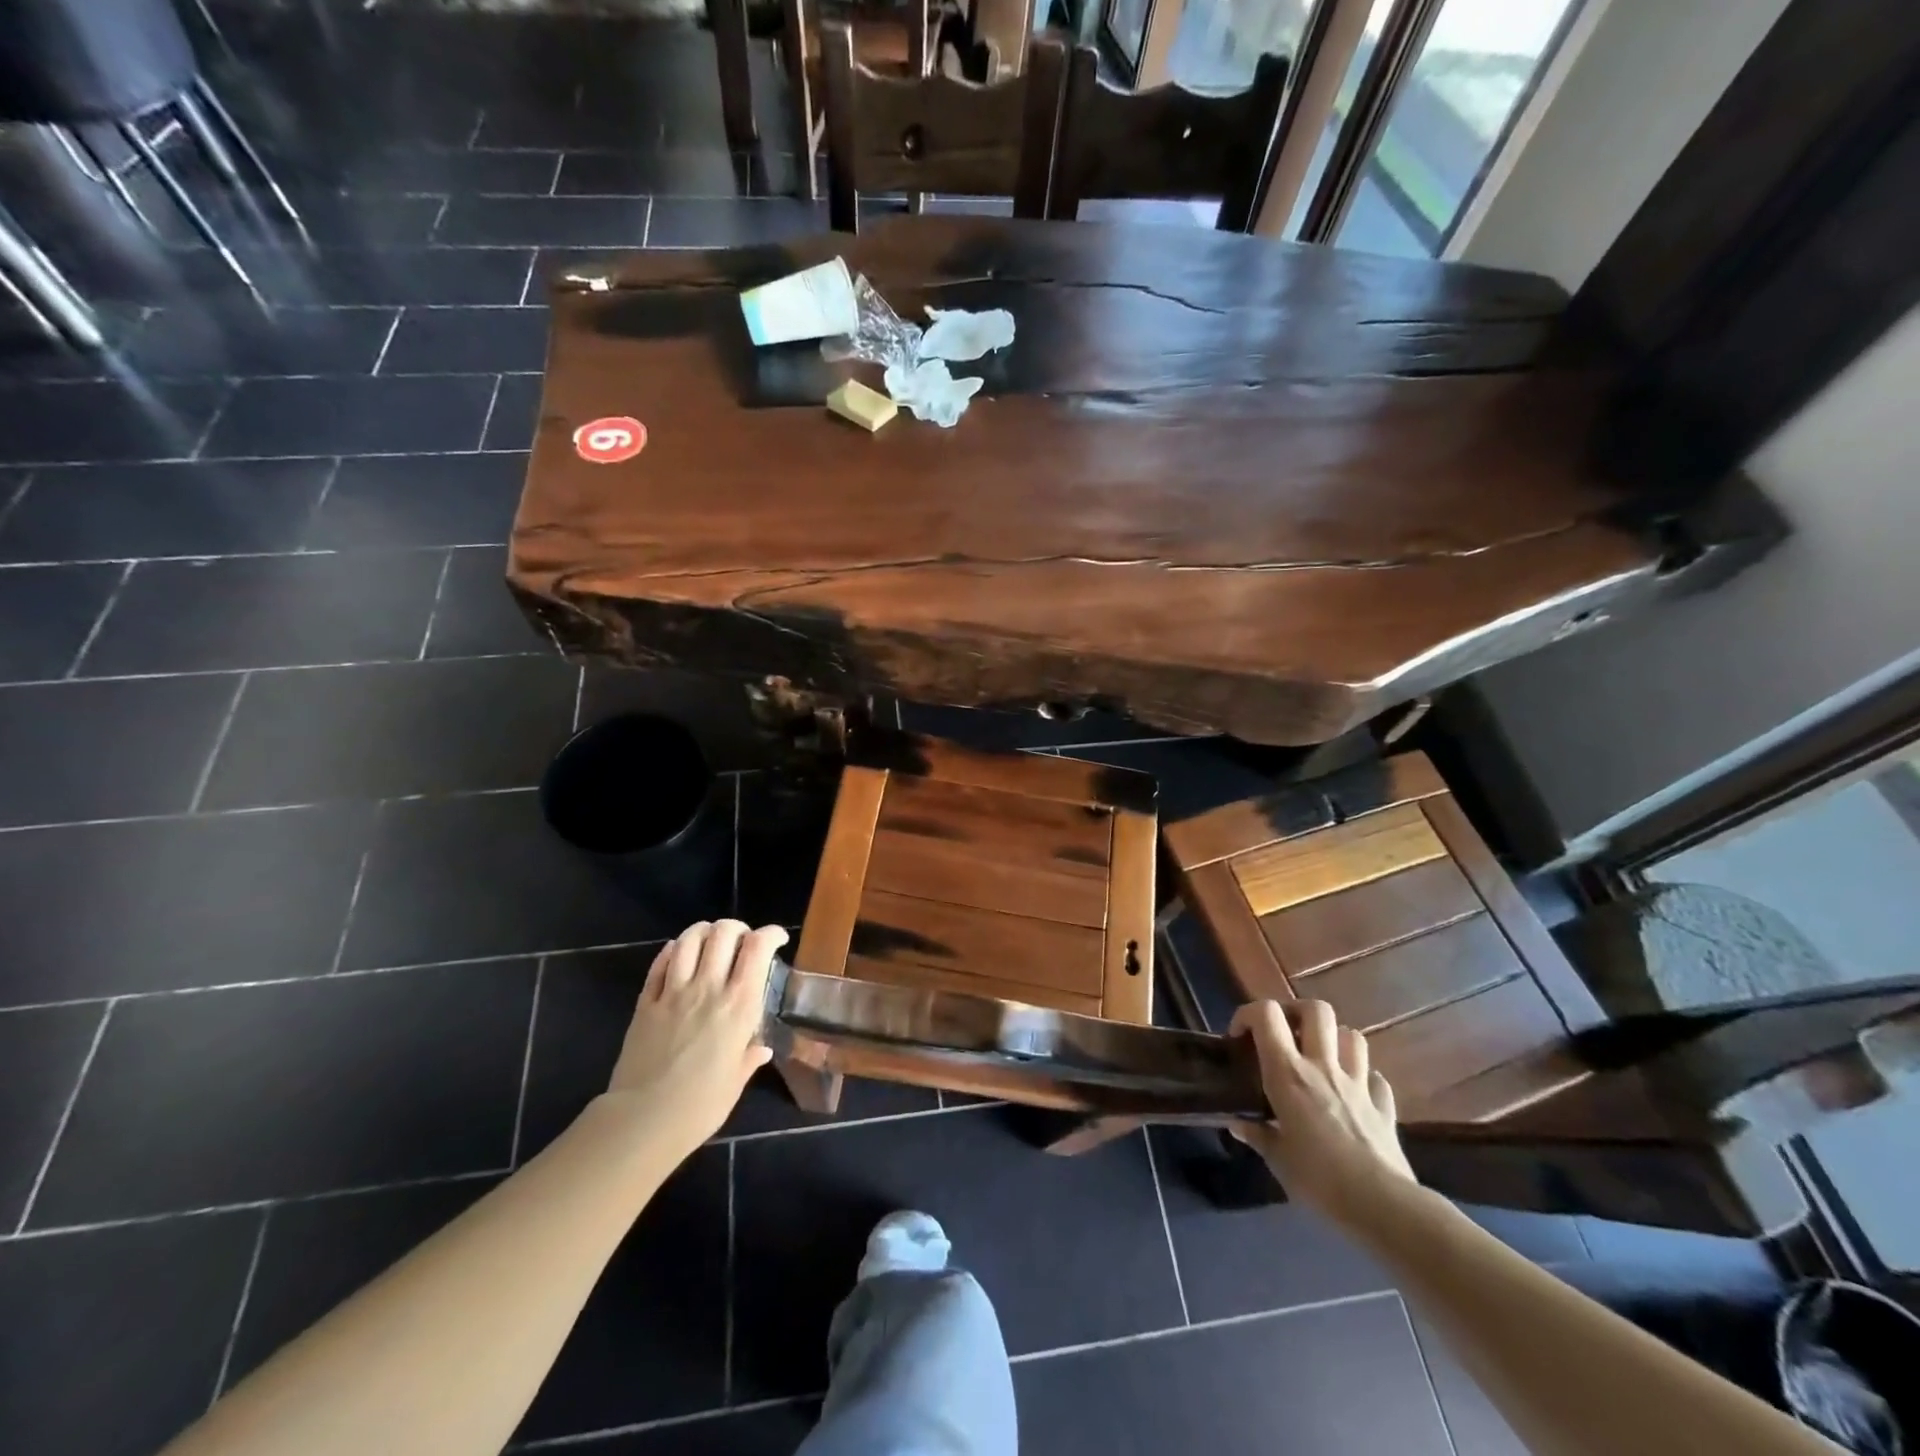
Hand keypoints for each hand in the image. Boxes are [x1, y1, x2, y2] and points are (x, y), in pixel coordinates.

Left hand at [603, 921, 788, 1160]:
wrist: (644, 1120)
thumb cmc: (700, 1106)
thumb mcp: (735, 1082)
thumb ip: (749, 1058)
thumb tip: (760, 1050)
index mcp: (740, 1005)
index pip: (758, 948)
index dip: (770, 934)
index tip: (777, 939)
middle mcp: (709, 987)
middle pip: (724, 933)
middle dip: (737, 928)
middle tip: (742, 941)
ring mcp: (674, 992)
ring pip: (689, 940)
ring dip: (704, 931)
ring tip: (710, 939)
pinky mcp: (646, 1003)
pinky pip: (660, 964)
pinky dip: (672, 951)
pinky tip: (678, 953)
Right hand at [1229, 999, 1415, 1223]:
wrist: (1383, 1207)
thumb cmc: (1319, 1179)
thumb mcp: (1277, 1159)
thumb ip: (1257, 1135)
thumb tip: (1237, 1124)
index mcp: (1288, 1073)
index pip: (1266, 1015)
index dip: (1249, 1014)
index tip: (1239, 1037)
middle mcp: (1323, 1067)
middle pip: (1316, 1010)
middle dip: (1297, 1012)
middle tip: (1285, 1034)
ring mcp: (1358, 1083)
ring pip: (1352, 1035)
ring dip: (1335, 1040)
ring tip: (1321, 1058)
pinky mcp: (1384, 1106)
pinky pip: (1376, 1078)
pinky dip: (1364, 1079)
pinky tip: (1354, 1093)